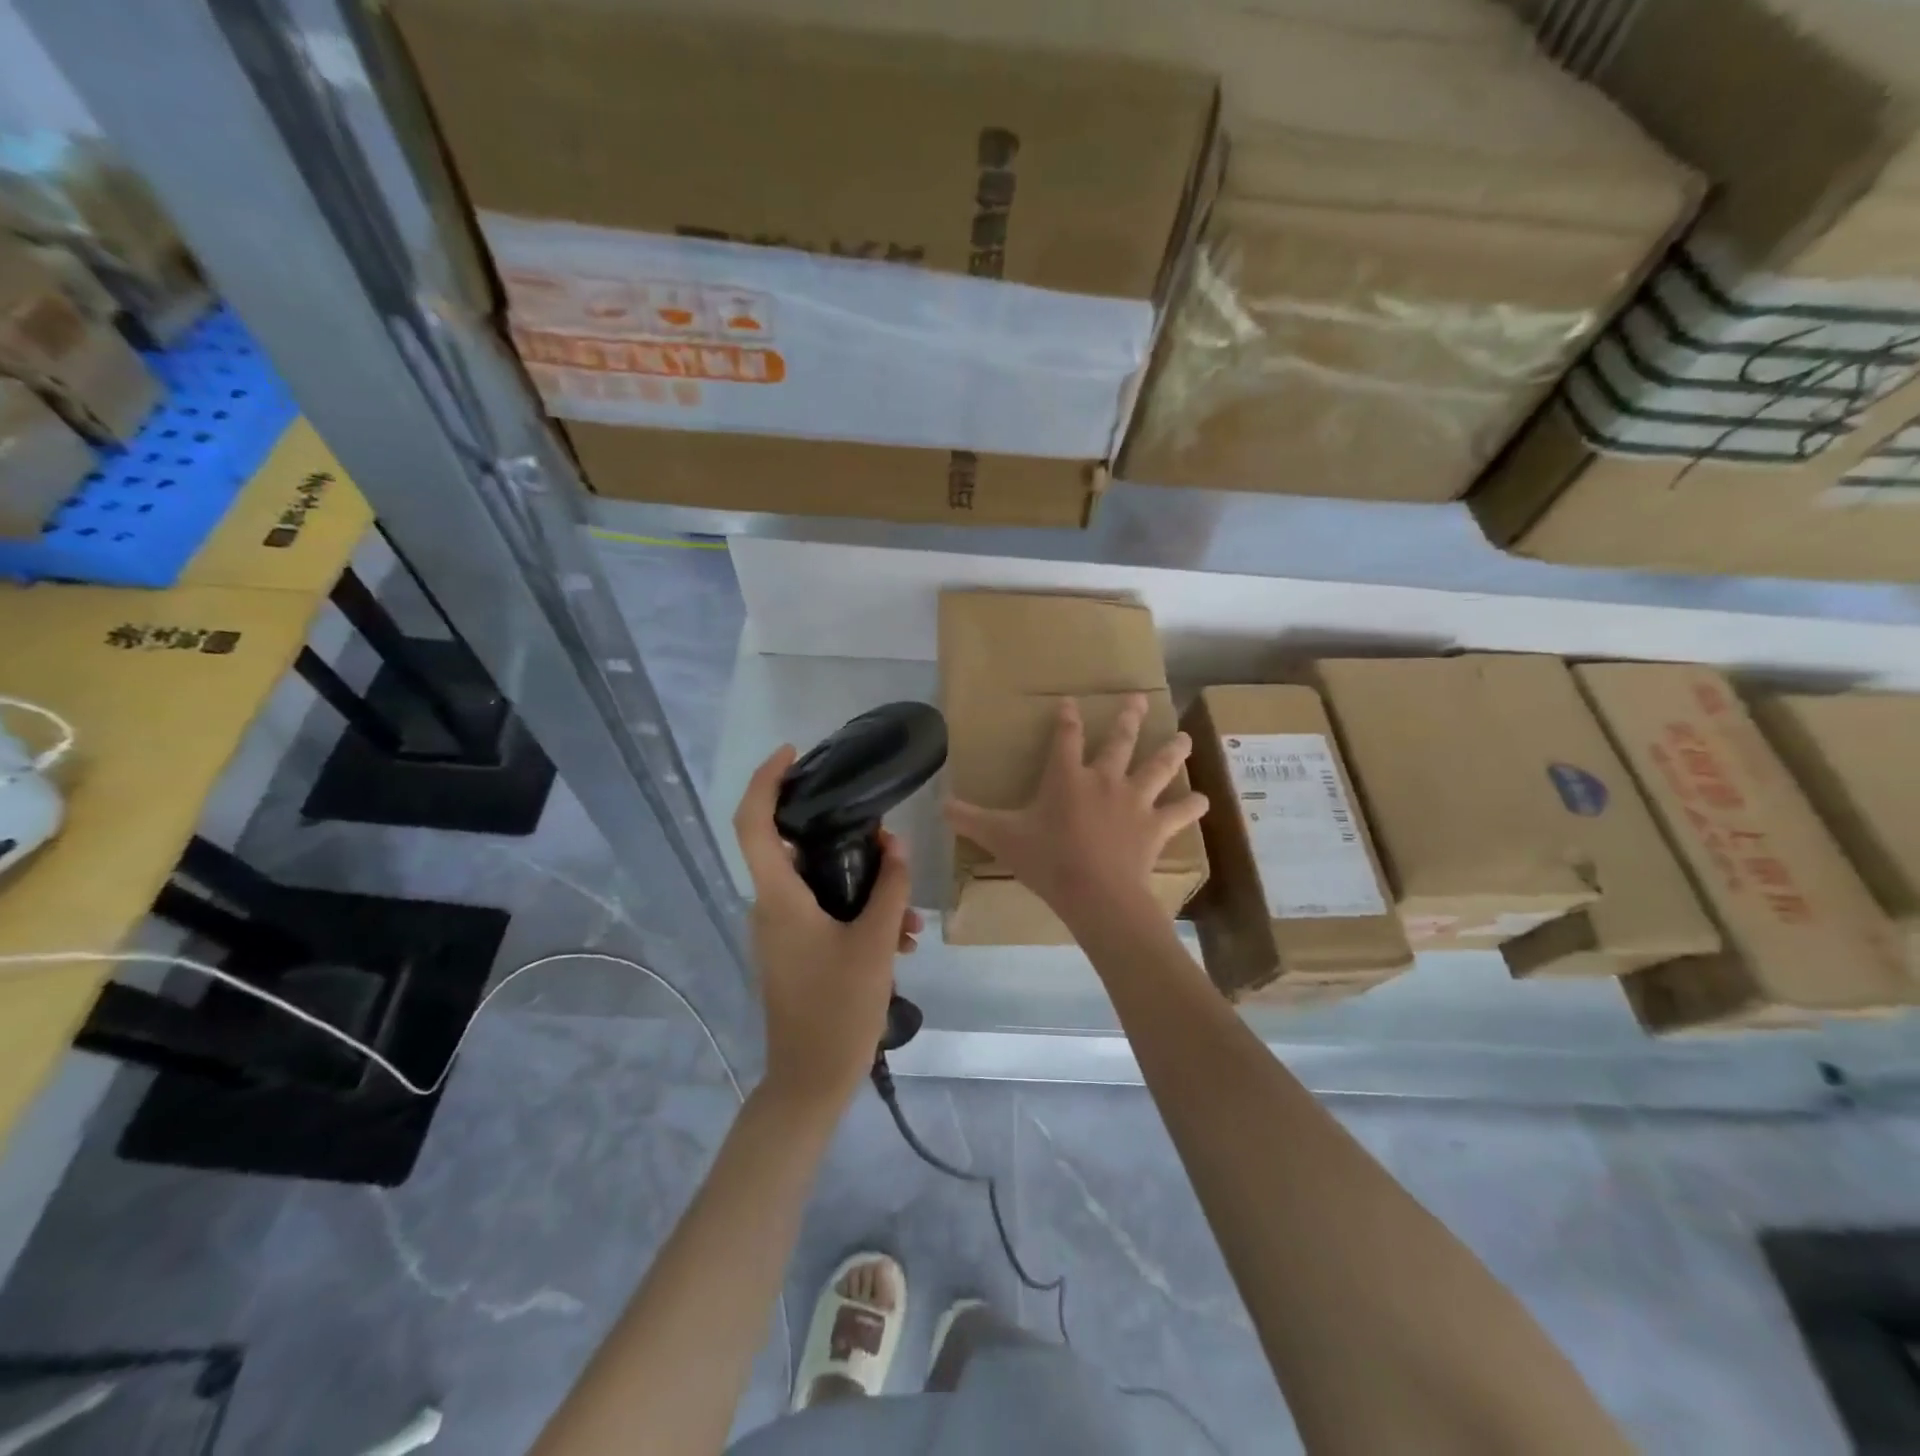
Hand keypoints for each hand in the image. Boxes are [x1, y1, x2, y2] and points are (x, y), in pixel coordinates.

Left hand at [733, 746, 921, 1108]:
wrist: (811, 1082)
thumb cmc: (838, 1009)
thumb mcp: (874, 943)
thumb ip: (888, 888)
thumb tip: (894, 845)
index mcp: (778, 898)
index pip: (753, 822)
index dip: (766, 780)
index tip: (794, 753)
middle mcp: (770, 908)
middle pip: (796, 848)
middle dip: (845, 841)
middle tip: (886, 841)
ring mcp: (780, 932)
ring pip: (819, 886)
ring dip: (864, 890)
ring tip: (909, 920)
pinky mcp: (794, 951)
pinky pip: (824, 914)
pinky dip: (858, 915)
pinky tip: (900, 940)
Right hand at [945, 694, 1206, 933]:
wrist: (1096, 892)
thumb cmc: (1048, 860)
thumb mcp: (1002, 838)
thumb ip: (971, 820)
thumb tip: (939, 806)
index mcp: (1067, 777)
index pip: (1065, 737)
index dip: (1067, 718)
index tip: (1070, 701)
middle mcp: (1104, 779)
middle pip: (1119, 741)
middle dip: (1128, 717)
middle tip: (1140, 697)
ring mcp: (1134, 801)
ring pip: (1158, 767)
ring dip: (1171, 751)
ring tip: (1184, 737)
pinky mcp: (1155, 826)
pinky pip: (1179, 813)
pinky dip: (1192, 806)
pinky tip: (1204, 799)